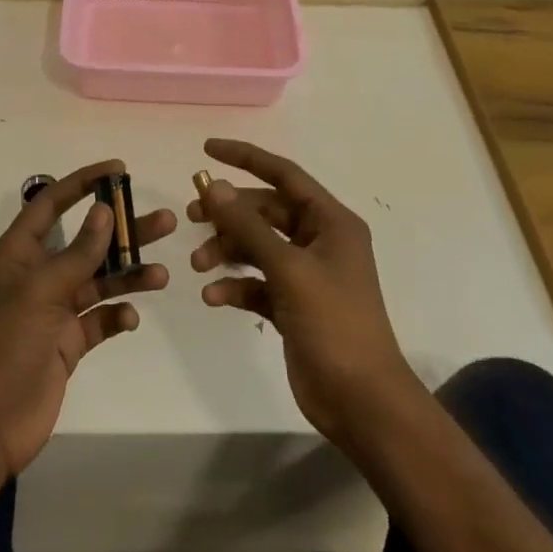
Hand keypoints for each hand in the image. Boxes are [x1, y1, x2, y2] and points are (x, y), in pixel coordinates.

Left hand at [0, 160, 175, 476]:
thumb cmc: (3, 346)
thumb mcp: (40, 292)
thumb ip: (78, 253)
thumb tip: (106, 211)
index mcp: (17, 254)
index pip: (51, 204)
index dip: (83, 183)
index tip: (119, 169)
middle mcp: (35, 276)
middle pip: (85, 243)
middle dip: (123, 232)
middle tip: (165, 222)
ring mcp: (51, 312)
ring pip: (97, 282)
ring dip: (128, 276)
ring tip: (162, 275)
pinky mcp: (65, 344)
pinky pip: (97, 321)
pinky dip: (116, 317)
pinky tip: (130, 319)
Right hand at [190, 139, 419, 446]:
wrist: (361, 401)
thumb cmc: (333, 323)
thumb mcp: (289, 269)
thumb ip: (249, 227)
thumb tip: (215, 186)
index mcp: (331, 222)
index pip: (284, 175)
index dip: (246, 158)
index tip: (207, 150)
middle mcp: (319, 241)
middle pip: (266, 212)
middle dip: (229, 214)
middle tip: (191, 217)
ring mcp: (307, 275)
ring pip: (258, 247)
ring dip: (227, 252)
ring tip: (199, 266)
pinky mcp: (294, 305)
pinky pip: (258, 283)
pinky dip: (236, 286)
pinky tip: (214, 298)